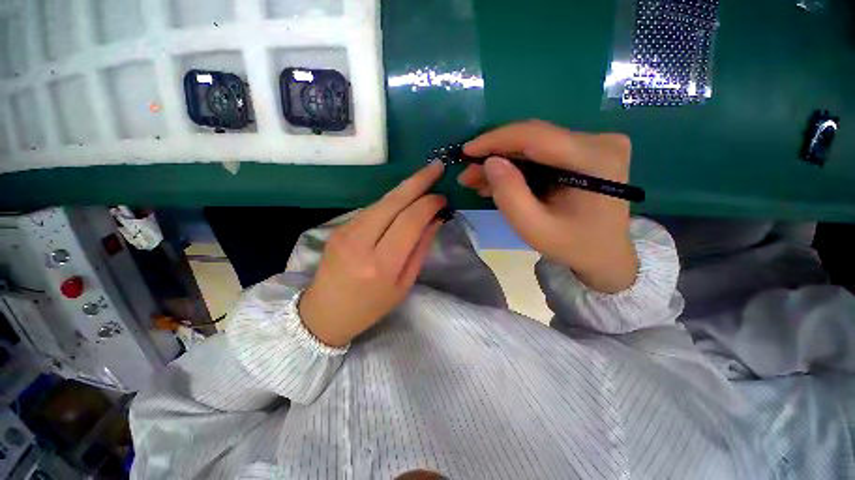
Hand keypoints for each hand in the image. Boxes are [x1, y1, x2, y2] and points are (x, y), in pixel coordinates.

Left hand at [299, 162, 445, 346]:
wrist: (324, 313)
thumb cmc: (370, 306)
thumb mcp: (404, 284)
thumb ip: (420, 249)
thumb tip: (434, 220)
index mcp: (381, 264)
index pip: (410, 221)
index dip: (428, 204)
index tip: (442, 198)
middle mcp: (360, 242)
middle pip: (393, 201)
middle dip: (418, 181)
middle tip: (435, 167)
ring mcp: (345, 231)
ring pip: (381, 201)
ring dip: (405, 188)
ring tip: (423, 180)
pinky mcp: (339, 227)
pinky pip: (371, 208)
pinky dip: (391, 201)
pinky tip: (403, 200)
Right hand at [458, 120, 637, 292]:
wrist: (604, 253)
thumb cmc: (572, 245)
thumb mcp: (534, 228)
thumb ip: (510, 195)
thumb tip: (490, 162)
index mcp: (595, 159)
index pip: (536, 136)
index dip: (496, 140)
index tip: (466, 151)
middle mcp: (599, 141)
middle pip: (533, 139)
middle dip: (495, 154)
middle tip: (467, 173)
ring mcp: (593, 144)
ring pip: (533, 145)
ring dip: (502, 161)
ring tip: (476, 180)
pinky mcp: (584, 151)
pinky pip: (541, 153)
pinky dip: (516, 166)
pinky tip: (497, 180)